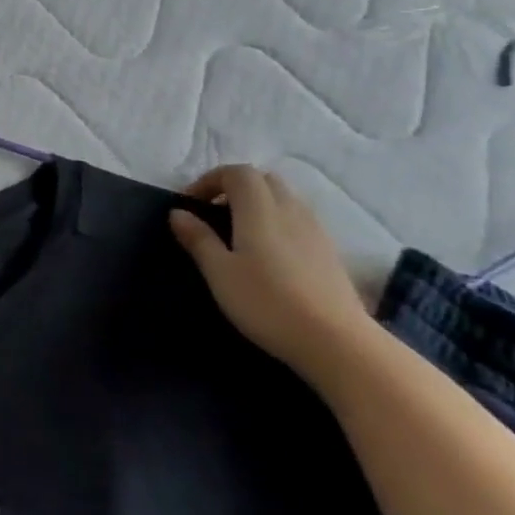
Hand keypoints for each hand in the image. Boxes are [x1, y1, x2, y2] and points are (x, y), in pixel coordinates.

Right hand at [168, 165, 372, 378]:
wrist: (336, 342)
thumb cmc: (267, 302)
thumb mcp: (219, 272)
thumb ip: (198, 238)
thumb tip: (178, 213)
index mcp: (259, 208)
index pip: (236, 172)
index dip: (210, 180)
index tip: (192, 204)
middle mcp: (290, 209)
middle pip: (263, 180)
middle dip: (235, 188)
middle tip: (215, 214)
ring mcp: (315, 230)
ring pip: (284, 199)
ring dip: (259, 205)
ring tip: (241, 234)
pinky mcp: (330, 252)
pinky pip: (299, 220)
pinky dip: (279, 223)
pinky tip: (270, 255)